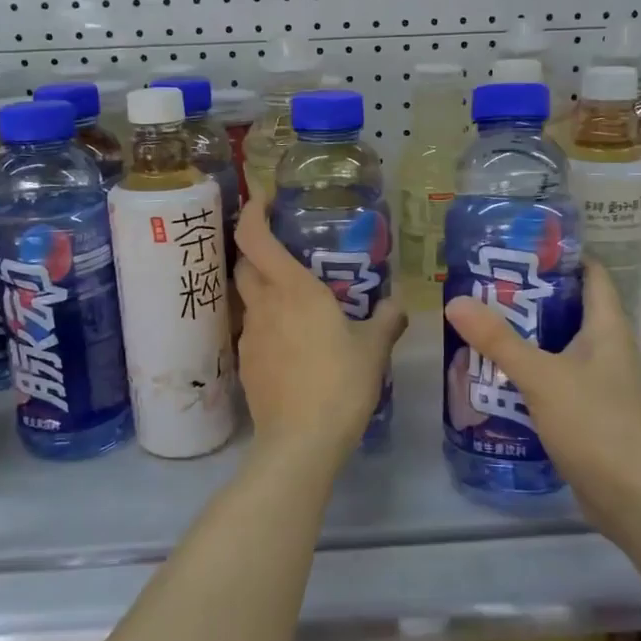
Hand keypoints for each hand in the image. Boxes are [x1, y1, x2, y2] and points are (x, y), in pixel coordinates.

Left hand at [234, 200, 406, 466]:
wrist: (300, 441)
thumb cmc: (340, 384)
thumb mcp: (373, 349)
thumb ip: (386, 320)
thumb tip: (397, 305)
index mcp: (292, 290)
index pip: (254, 237)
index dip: (253, 211)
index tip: (264, 199)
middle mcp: (264, 305)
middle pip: (243, 264)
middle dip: (257, 249)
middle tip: (285, 250)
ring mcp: (250, 336)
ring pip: (248, 298)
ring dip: (263, 289)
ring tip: (294, 300)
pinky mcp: (246, 364)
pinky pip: (253, 330)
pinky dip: (267, 324)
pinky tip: (292, 343)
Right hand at [445, 260, 640, 524]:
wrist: (628, 497)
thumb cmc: (593, 424)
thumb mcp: (540, 376)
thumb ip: (498, 340)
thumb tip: (456, 301)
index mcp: (607, 329)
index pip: (593, 275)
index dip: (565, 256)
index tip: (525, 246)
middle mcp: (606, 349)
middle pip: (570, 308)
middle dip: (532, 295)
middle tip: (488, 284)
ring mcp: (598, 381)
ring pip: (559, 344)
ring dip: (527, 334)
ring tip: (484, 322)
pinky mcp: (586, 409)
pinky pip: (554, 376)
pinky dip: (529, 368)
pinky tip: (497, 372)